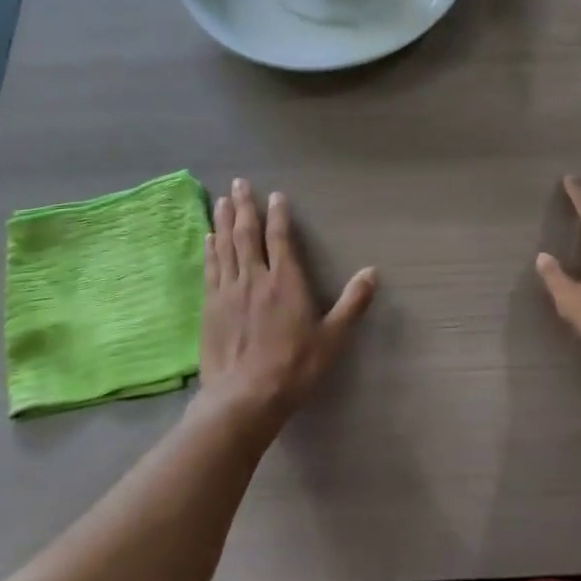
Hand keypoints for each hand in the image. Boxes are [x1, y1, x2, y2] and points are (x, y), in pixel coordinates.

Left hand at [197, 178, 376, 428]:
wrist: (244, 397)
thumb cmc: (294, 366)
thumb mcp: (332, 337)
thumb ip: (352, 303)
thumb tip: (372, 273)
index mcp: (285, 281)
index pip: (280, 238)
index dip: (278, 215)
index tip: (275, 195)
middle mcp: (255, 277)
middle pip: (247, 233)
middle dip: (244, 206)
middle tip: (239, 183)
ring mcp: (228, 291)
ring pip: (225, 246)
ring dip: (223, 221)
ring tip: (220, 200)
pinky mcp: (210, 307)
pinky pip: (211, 269)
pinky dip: (210, 250)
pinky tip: (208, 238)